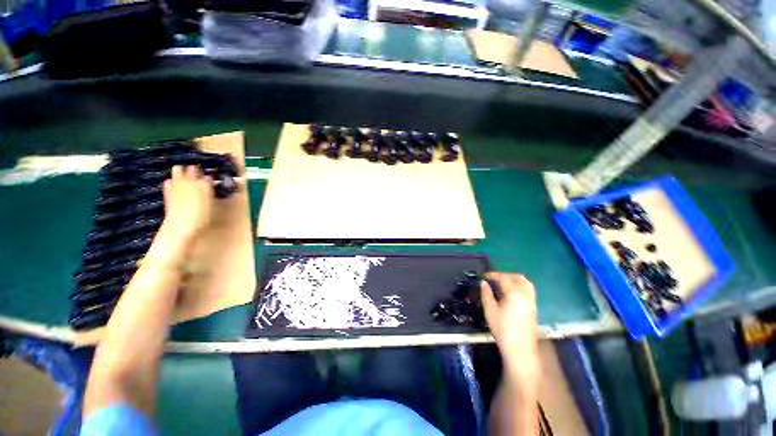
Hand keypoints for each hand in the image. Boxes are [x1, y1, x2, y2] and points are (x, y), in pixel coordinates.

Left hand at [160, 165, 213, 241]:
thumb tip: (209, 188)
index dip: (209, 180)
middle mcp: (191, 180)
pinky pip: (168, 180)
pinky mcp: (168, 190)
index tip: (211, 184)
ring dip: (182, 172)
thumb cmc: (203, 217)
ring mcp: (177, 184)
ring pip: (177, 169)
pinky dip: (172, 182)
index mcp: (205, 184)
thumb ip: (210, 193)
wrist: (182, 224)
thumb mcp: (212, 205)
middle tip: (198, 177)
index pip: (208, 176)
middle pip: (192, 168)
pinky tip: (175, 187)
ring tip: (186, 179)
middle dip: (195, 171)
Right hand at [481, 272, 538, 382]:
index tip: (484, 276)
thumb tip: (483, 283)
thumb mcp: (490, 311)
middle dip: (506, 275)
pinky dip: (520, 286)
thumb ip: (486, 294)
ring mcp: (532, 302)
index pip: (504, 278)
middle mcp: (526, 295)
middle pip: (518, 278)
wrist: (520, 350)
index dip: (493, 275)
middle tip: (495, 278)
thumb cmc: (503, 329)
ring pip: (526, 283)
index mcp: (514, 294)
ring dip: (515, 280)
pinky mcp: (534, 308)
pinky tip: (511, 294)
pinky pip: (528, 291)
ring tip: (503, 284)